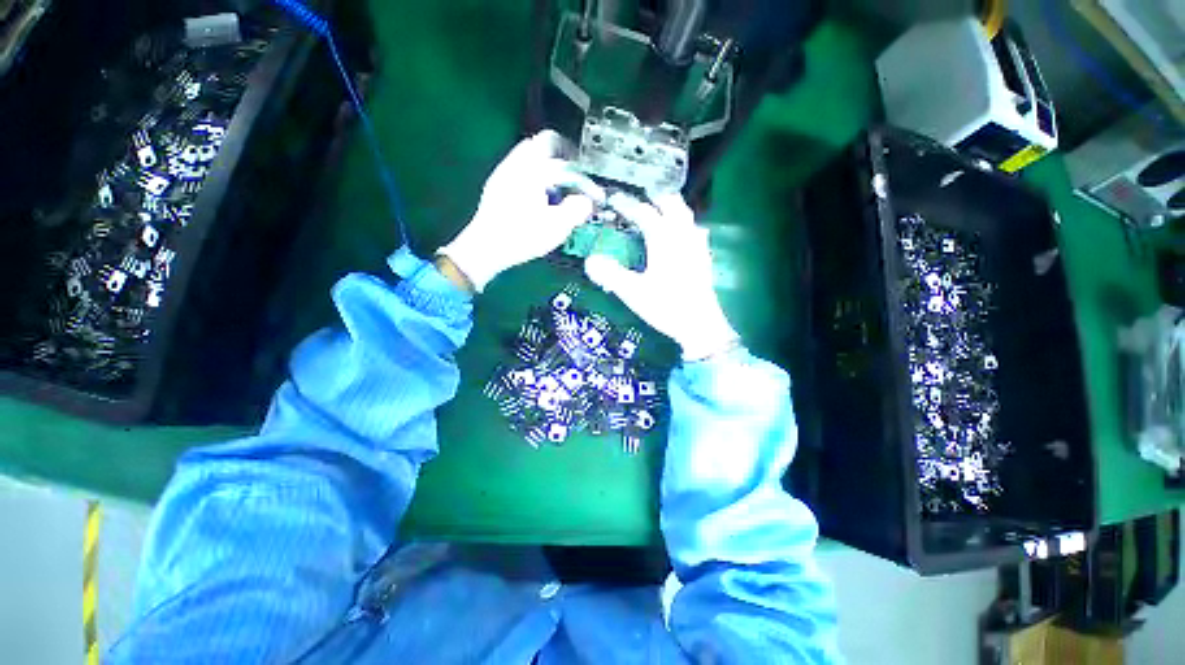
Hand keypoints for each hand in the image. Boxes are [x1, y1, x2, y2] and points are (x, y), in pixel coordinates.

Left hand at [437, 130, 603, 291]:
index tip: (594, 196)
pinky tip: (539, 196)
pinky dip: (536, 173)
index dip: (585, 181)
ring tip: (559, 188)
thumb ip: (577, 210)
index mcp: (534, 171)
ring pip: (531, 152)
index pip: (568, 166)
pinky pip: (521, 166)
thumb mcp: (556, 228)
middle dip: (566, 157)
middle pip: (546, 142)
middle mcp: (518, 163)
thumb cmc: (522, 237)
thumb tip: (587, 201)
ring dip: (549, 164)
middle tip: (577, 178)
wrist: (486, 248)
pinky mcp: (498, 182)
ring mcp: (505, 170)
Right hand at [584, 193, 739, 360]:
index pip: (644, 212)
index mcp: (664, 240)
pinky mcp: (703, 257)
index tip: (612, 200)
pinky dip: (683, 224)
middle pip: (671, 204)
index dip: (627, 204)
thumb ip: (610, 274)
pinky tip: (679, 234)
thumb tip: (590, 260)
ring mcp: (696, 245)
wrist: (699, 325)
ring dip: (670, 207)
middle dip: (654, 196)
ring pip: (685, 215)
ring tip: (657, 209)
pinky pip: (694, 230)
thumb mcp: (633, 292)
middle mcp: (683, 235)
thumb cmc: (666, 306)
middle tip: (638, 197)